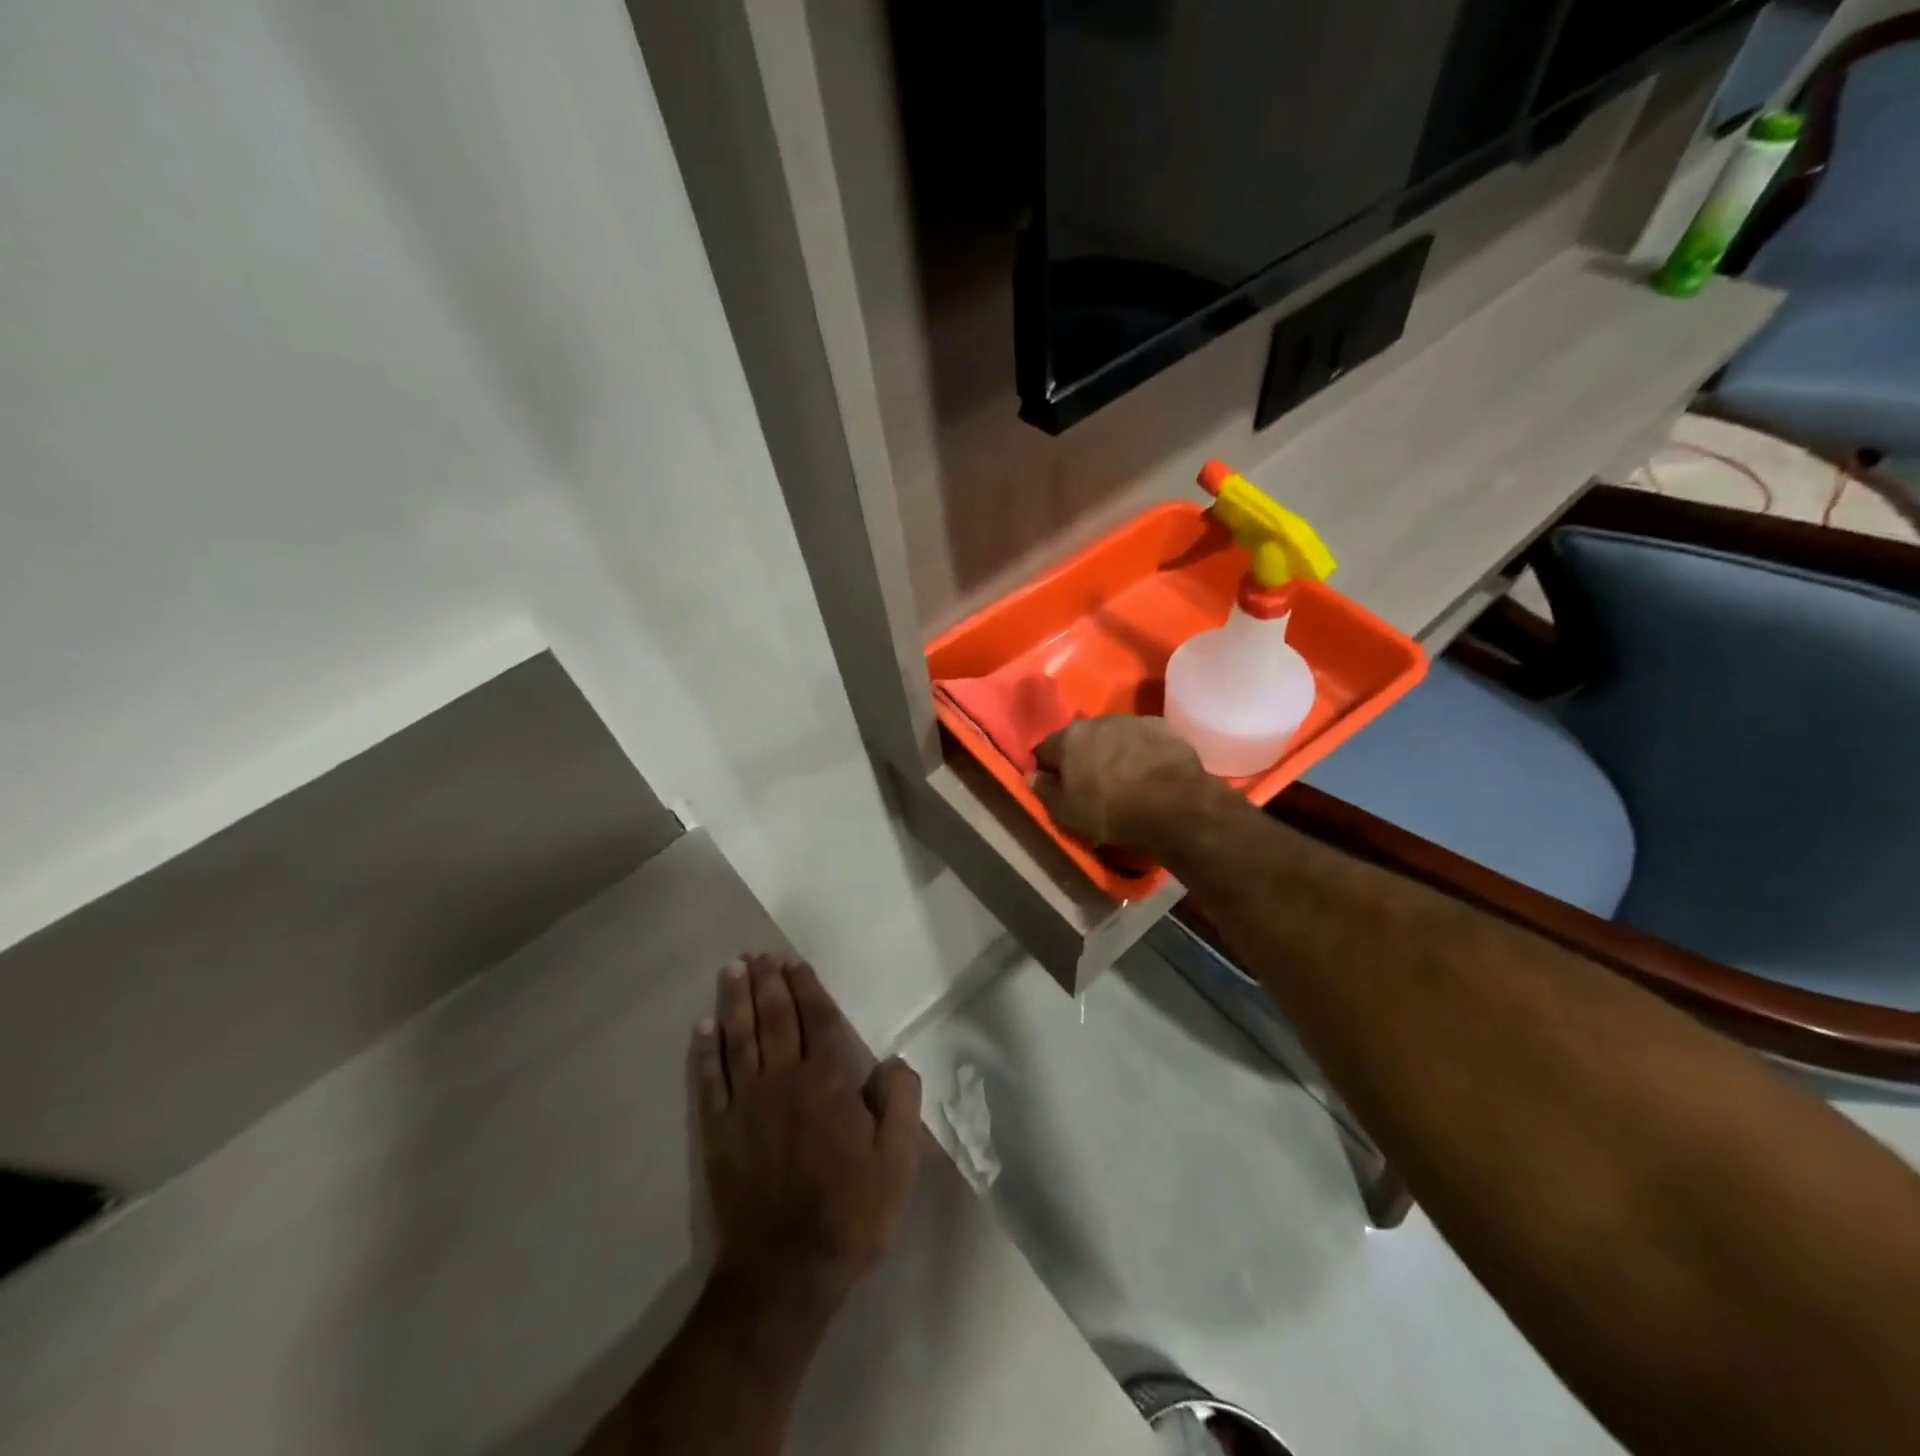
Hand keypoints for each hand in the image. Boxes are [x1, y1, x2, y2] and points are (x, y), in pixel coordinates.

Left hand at [690, 954, 922, 1314]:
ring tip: (732, 970)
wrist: (785, 1272)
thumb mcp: (898, 1161)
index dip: (807, 988)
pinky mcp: (719, 1131)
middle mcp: (785, 1079)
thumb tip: (894, 1058)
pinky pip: (710, 1080)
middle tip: (759, 953)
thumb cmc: (851, 1212)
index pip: (817, 1020)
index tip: (795, 963)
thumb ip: (900, 1101)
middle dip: (768, 982)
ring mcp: (747, 1103)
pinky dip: (705, 1051)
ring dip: (735, 1001)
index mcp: (829, 1081)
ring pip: (740, 1038)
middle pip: (775, 1018)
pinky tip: (703, 1028)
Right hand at [1032, 716, 1213, 846]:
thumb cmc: (1111, 810)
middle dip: (1081, 756)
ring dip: (1112, 751)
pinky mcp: (1164, 727)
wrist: (1175, 804)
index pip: (1044, 749)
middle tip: (1090, 782)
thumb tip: (1031, 776)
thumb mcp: (1067, 812)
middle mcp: (1097, 720)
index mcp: (1068, 738)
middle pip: (1080, 738)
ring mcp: (1132, 721)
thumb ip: (1045, 791)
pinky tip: (1149, 772)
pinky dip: (1141, 752)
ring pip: (1113, 735)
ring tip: (1123, 777)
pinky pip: (1142, 739)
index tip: (1055, 785)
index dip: (1047, 768)